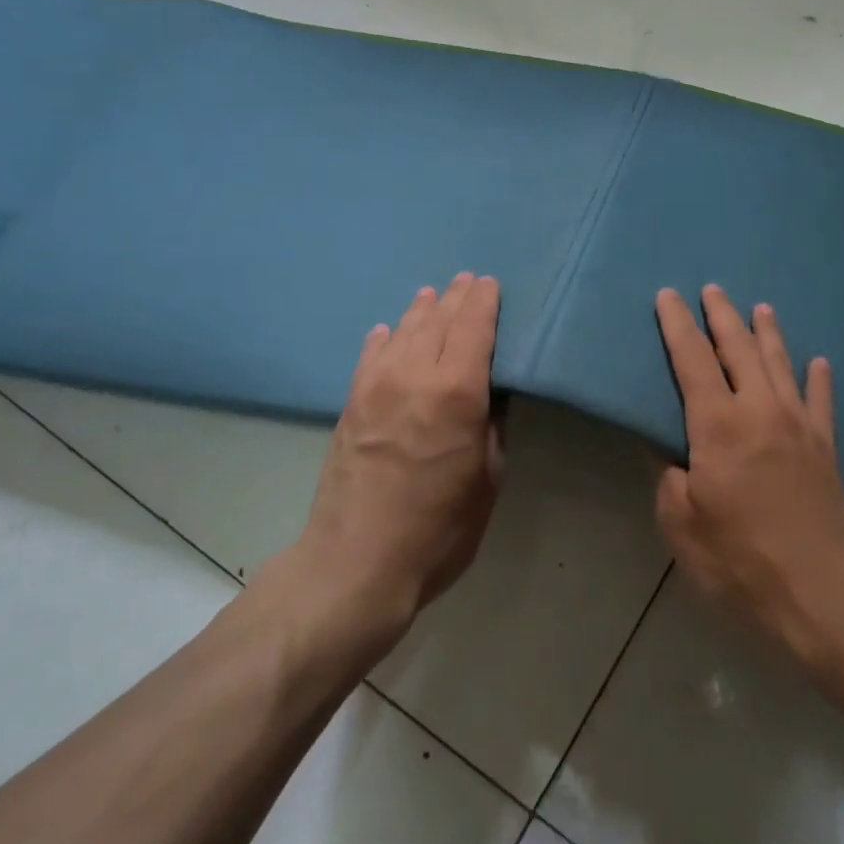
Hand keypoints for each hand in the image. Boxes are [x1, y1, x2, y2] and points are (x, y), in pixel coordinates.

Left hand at [260, 274, 504, 644]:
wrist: (355, 563)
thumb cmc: (438, 529)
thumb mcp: (488, 479)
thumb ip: (491, 426)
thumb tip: (491, 394)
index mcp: (457, 392)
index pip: (473, 327)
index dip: (484, 301)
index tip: (491, 283)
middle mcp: (414, 375)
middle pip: (438, 320)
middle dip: (456, 297)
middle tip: (468, 280)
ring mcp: (376, 386)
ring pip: (403, 331)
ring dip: (421, 310)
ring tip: (432, 295)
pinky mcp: (351, 403)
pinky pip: (370, 355)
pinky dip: (385, 338)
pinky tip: (388, 331)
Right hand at [655, 286, 843, 661]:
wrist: (820, 593)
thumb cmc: (740, 560)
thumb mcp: (681, 524)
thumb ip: (670, 478)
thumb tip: (672, 451)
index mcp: (719, 426)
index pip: (692, 360)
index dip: (677, 326)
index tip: (668, 296)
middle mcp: (760, 410)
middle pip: (739, 349)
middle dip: (722, 316)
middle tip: (712, 289)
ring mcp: (800, 425)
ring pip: (781, 364)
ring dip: (768, 333)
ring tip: (761, 308)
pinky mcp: (826, 447)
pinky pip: (822, 401)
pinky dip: (819, 378)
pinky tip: (819, 362)